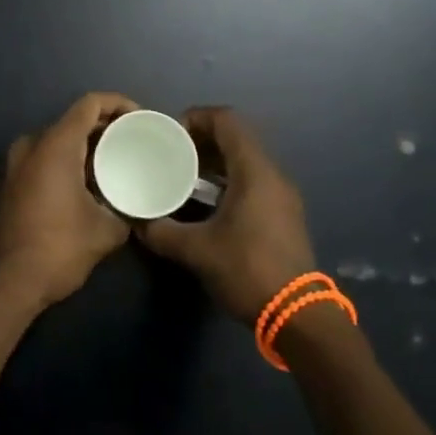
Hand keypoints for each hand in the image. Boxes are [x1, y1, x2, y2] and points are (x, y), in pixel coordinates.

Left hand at [0, 92, 138, 316]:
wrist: (1, 286)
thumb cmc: (56, 250)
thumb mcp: (105, 231)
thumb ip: (125, 210)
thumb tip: (135, 207)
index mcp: (54, 145)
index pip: (90, 104)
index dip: (119, 104)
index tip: (141, 120)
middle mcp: (30, 145)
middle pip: (73, 121)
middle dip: (105, 129)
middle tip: (133, 145)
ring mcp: (13, 164)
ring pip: (56, 142)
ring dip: (85, 149)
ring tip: (114, 166)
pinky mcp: (7, 184)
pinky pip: (42, 159)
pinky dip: (66, 163)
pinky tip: (86, 187)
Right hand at [139, 107, 317, 322]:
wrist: (297, 316)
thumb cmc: (247, 270)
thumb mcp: (197, 251)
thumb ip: (162, 231)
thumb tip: (137, 222)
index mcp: (254, 171)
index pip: (226, 120)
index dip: (197, 118)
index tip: (170, 134)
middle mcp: (272, 174)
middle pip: (236, 138)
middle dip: (201, 140)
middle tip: (171, 154)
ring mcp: (281, 195)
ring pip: (244, 161)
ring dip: (213, 162)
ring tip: (182, 176)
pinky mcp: (283, 215)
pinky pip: (252, 181)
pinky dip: (227, 180)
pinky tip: (205, 202)